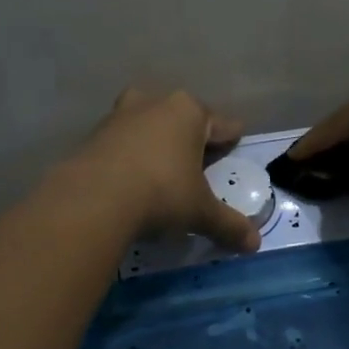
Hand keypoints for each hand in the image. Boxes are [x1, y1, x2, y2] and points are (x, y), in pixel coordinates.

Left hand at [70, 89, 260, 251]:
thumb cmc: (161, 193)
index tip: (236, 143)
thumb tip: (255, 245)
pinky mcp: (93, 134)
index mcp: (189, 111)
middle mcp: (155, 103)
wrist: (93, 199)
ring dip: (157, 143)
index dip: (231, 139)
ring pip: (149, 126)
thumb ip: (228, 225)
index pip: (221, 124)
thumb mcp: (200, 212)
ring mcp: (120, 115)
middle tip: (199, 163)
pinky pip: (123, 142)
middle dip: (191, 138)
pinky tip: (133, 178)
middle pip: (183, 119)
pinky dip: (131, 156)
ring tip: (164, 169)